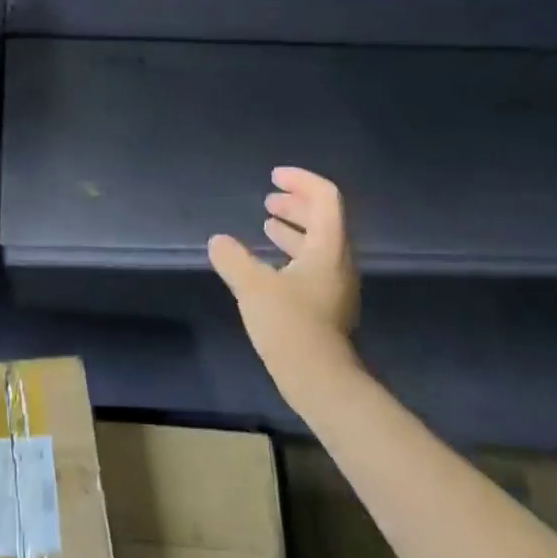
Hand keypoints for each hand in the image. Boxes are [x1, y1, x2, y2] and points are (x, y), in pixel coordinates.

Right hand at [208, 167, 361, 394]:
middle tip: (269, 199)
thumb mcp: (253, 287)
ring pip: (318, 243)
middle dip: (296, 204)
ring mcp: (335, 285)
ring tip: (267, 225)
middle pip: (325, 219)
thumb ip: (233, 258)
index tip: (274, 177)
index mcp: (328, 247)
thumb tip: (218, 241)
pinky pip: (313, 265)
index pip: (325, 198)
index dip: (301, 181)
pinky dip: (292, 252)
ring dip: (294, 228)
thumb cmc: (290, 325)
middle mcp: (338, 261)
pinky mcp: (327, 306)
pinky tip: (270, 265)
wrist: (320, 380)